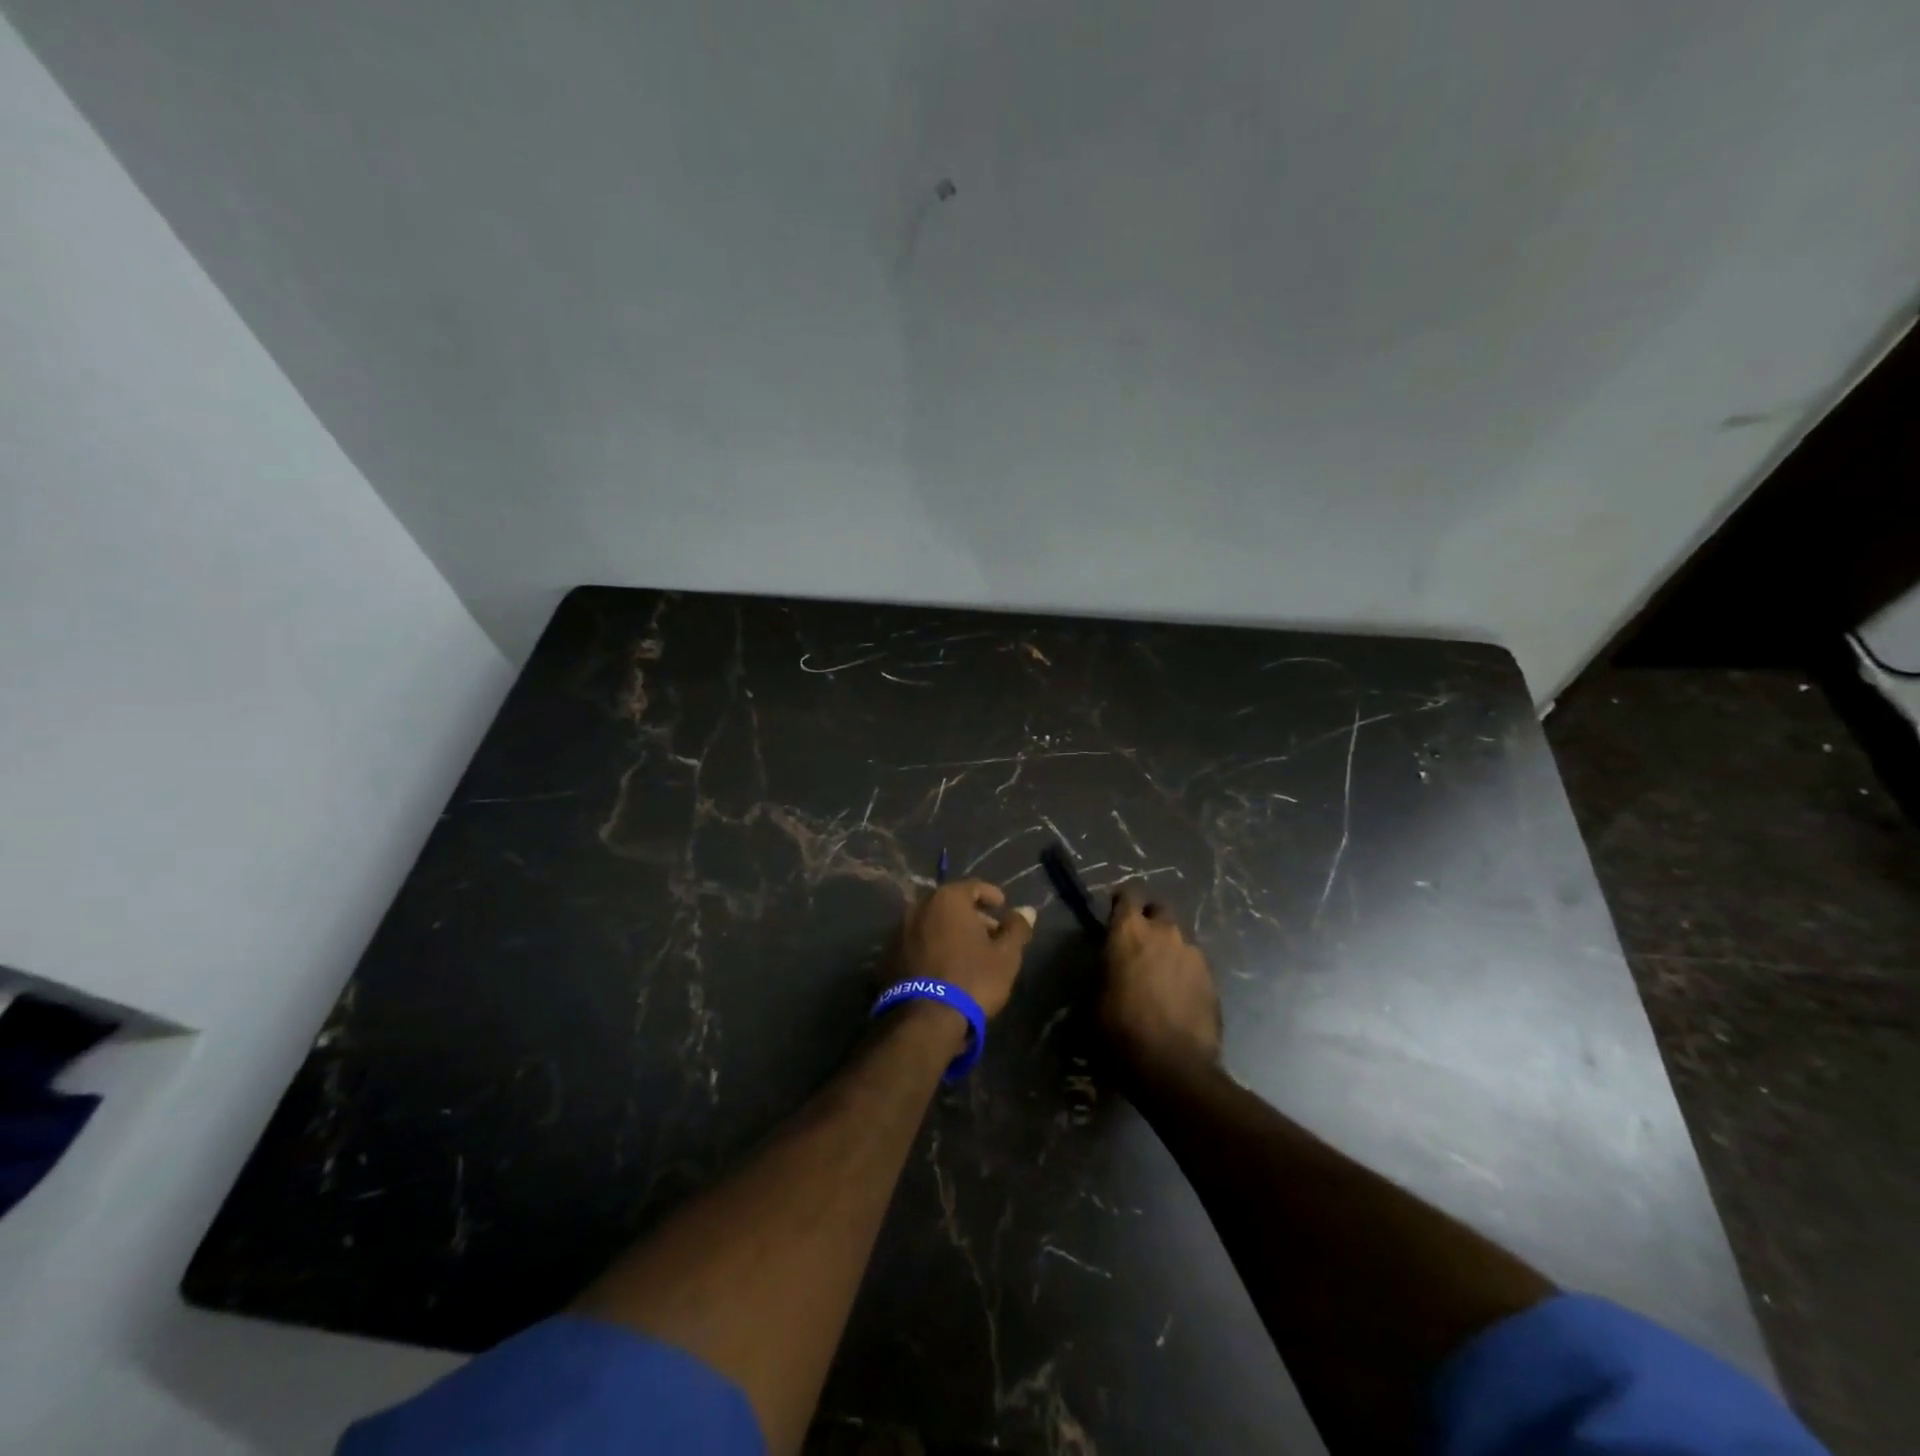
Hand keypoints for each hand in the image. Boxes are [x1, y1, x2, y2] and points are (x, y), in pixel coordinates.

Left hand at [897, 879, 1035, 1017]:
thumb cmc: (972, 979)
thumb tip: (1027, 910)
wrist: (925, 1020)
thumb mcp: (1006, 955)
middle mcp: (919, 907)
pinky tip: (945, 966)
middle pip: (951, 904)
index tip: (1003, 907)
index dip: (991, 895)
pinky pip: (918, 942)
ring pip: (932, 923)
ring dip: (951, 931)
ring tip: (969, 953)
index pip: (973, 886)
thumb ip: (1017, 928)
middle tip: (990, 934)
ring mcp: (900, 930)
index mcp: (948, 899)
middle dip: (972, 916)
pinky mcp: (888, 955)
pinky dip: (933, 946)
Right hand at [1100, 890, 1221, 1078]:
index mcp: (1129, 931)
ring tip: (1160, 976)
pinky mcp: (1212, 978)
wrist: (1173, 1066)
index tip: (1115, 915)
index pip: (1127, 896)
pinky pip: (1194, 965)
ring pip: (1179, 939)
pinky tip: (1178, 996)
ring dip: (1169, 949)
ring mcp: (1193, 953)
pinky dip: (1184, 973)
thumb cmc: (1120, 1030)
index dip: (1121, 904)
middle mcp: (1164, 932)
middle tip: (1139, 944)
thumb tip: (1108, 971)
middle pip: (1158, 910)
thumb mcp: (1093, 1000)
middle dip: (1149, 920)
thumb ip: (1104, 973)